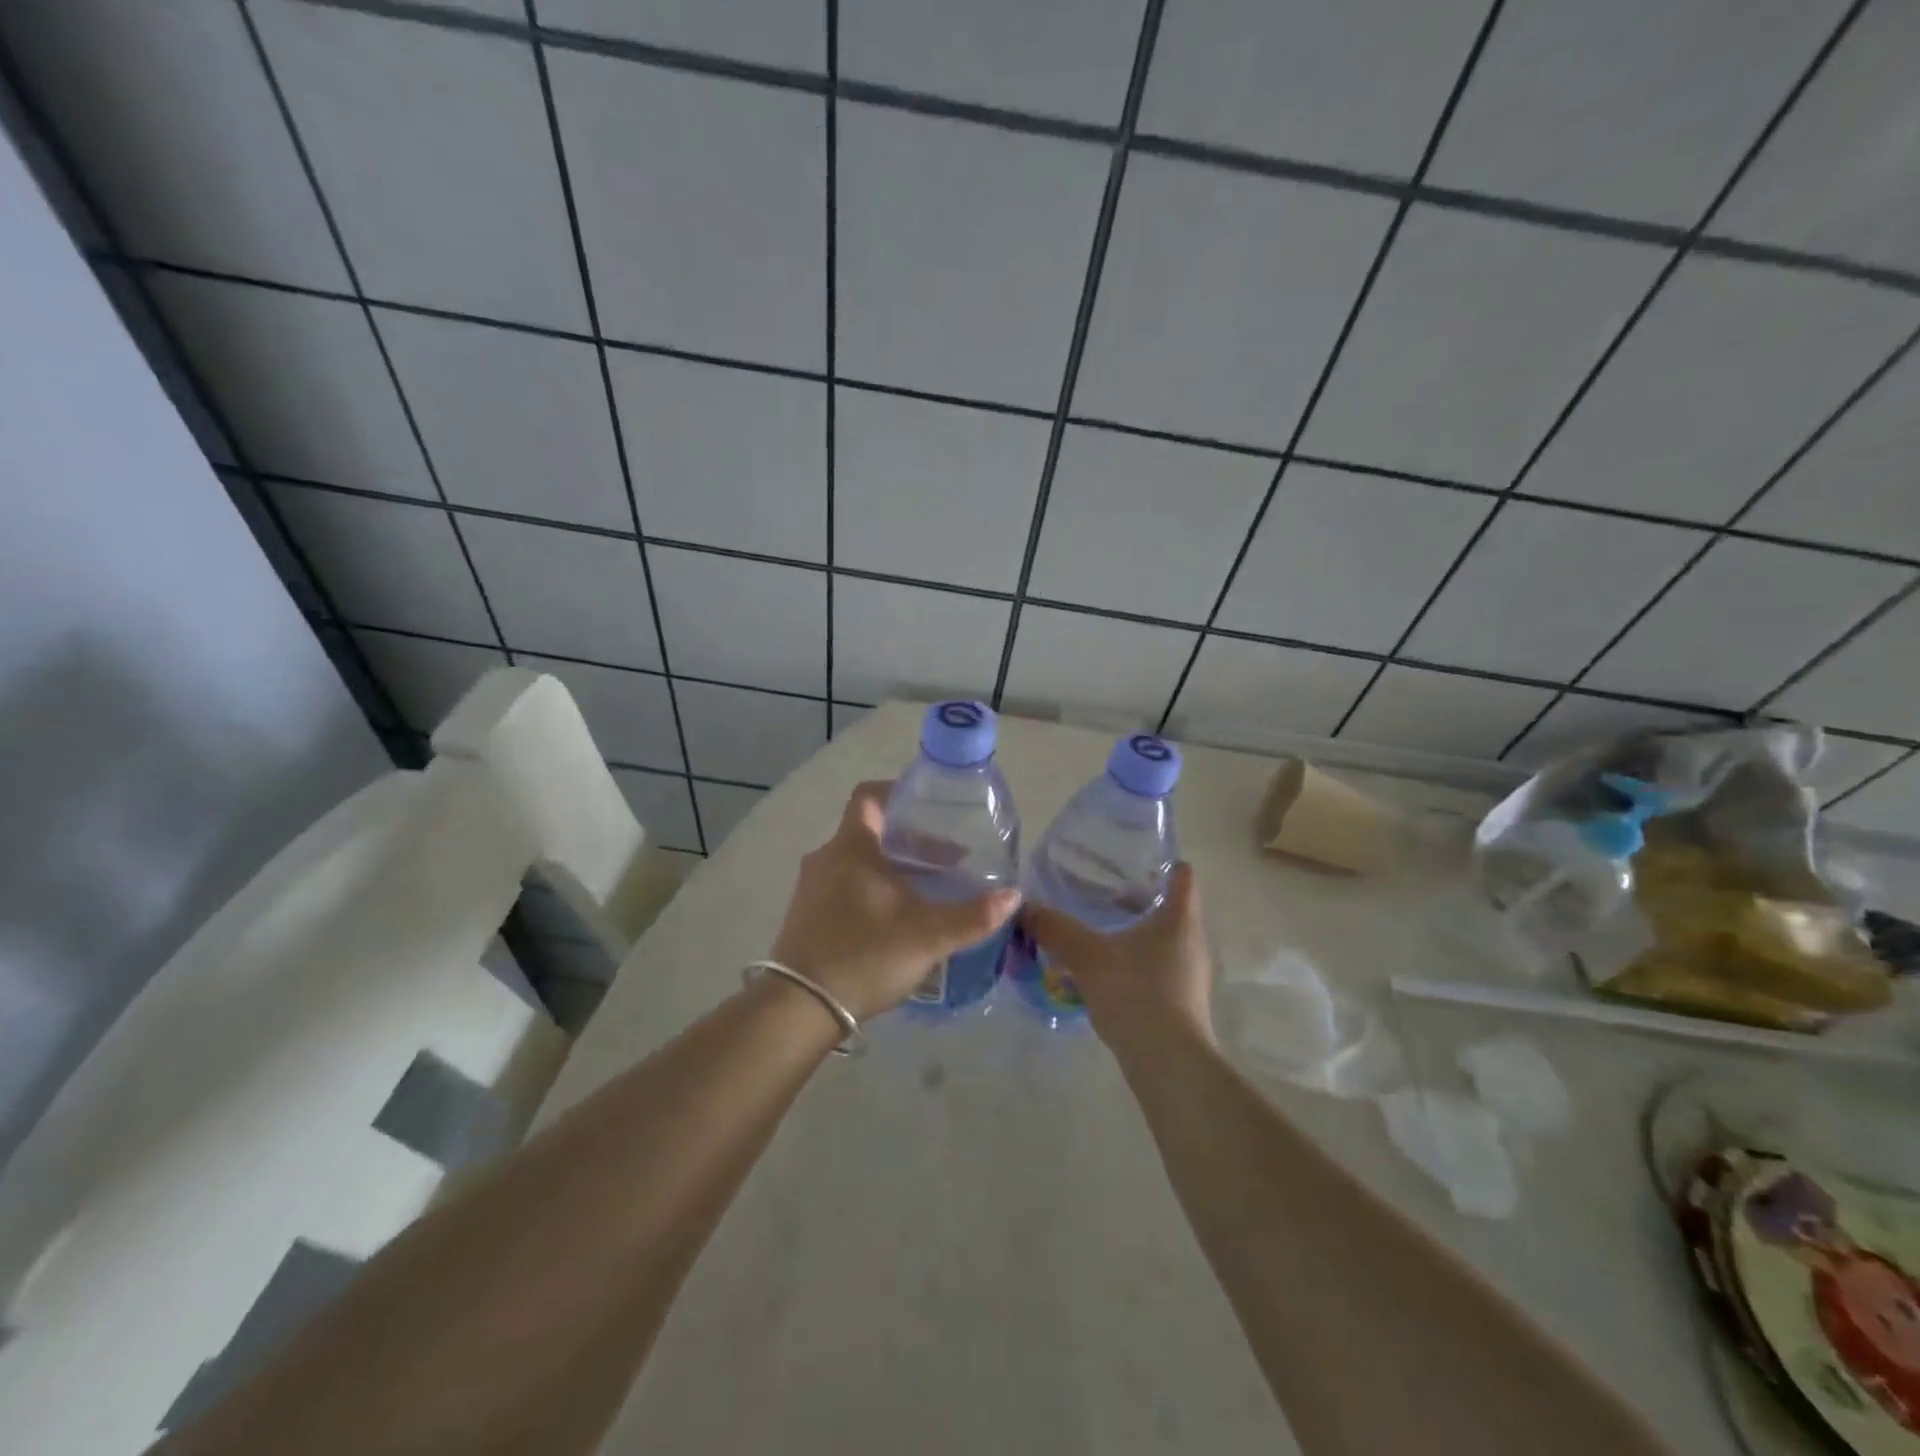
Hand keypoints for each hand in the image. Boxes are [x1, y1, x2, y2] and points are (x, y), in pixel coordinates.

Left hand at [768, 781, 1021, 1023]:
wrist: (799, 1009)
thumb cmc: (865, 955)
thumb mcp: (928, 936)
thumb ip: (973, 915)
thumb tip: (1014, 896)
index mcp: (851, 847)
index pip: (869, 796)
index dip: (899, 793)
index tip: (930, 807)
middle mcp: (826, 858)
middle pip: (871, 832)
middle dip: (911, 842)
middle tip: (947, 860)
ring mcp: (811, 888)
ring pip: (858, 862)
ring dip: (893, 869)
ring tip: (927, 891)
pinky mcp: (806, 916)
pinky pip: (844, 886)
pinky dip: (873, 890)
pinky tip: (896, 920)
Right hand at [1022, 862, 1214, 1050]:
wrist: (1169, 1064)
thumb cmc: (1136, 994)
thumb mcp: (1087, 956)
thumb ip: (1055, 929)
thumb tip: (1023, 907)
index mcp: (1180, 919)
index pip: (1182, 875)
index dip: (1161, 861)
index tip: (1132, 857)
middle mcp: (1191, 942)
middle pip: (1169, 907)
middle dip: (1135, 897)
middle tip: (1098, 890)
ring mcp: (1189, 975)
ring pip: (1160, 940)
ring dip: (1132, 933)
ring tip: (1095, 931)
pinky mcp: (1181, 1003)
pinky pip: (1155, 968)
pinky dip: (1132, 962)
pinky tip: (1103, 973)